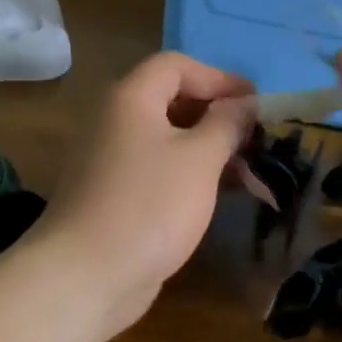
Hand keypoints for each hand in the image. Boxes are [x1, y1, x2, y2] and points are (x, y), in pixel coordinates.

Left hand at [36, 51, 255, 338]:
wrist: (85, 276)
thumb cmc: (149, 205)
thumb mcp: (199, 158)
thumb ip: (227, 123)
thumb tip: (245, 103)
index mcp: (131, 98)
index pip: (177, 66)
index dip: (219, 78)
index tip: (255, 103)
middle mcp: (117, 120)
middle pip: (173, 99)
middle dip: (218, 113)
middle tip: (256, 135)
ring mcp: (113, 159)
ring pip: (169, 137)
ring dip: (210, 146)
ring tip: (249, 167)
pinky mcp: (117, 193)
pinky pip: (160, 168)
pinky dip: (191, 172)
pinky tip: (223, 193)